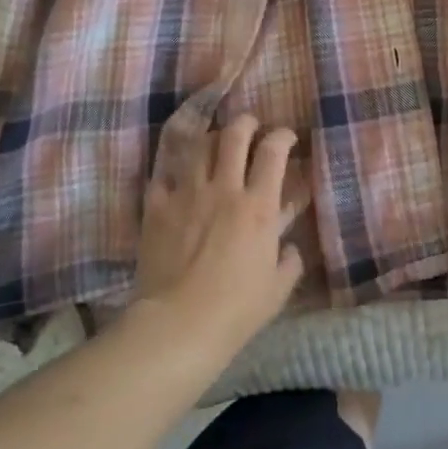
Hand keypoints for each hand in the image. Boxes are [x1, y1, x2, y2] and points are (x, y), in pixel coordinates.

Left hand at [132, 115, 305, 364]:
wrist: (177, 325)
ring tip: (215, 144)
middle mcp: (224, 189)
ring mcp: (187, 194)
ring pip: (199, 146)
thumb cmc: (235, 310)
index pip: (273, 151)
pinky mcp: (157, 207)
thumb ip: (290, 262)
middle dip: (245, 123)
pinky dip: (174, 171)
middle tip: (249, 126)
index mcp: (259, 206)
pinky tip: (178, 177)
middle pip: (234, 135)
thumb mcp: (278, 289)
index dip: (282, 136)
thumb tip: (290, 248)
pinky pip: (164, 175)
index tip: (286, 138)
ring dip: (211, 139)